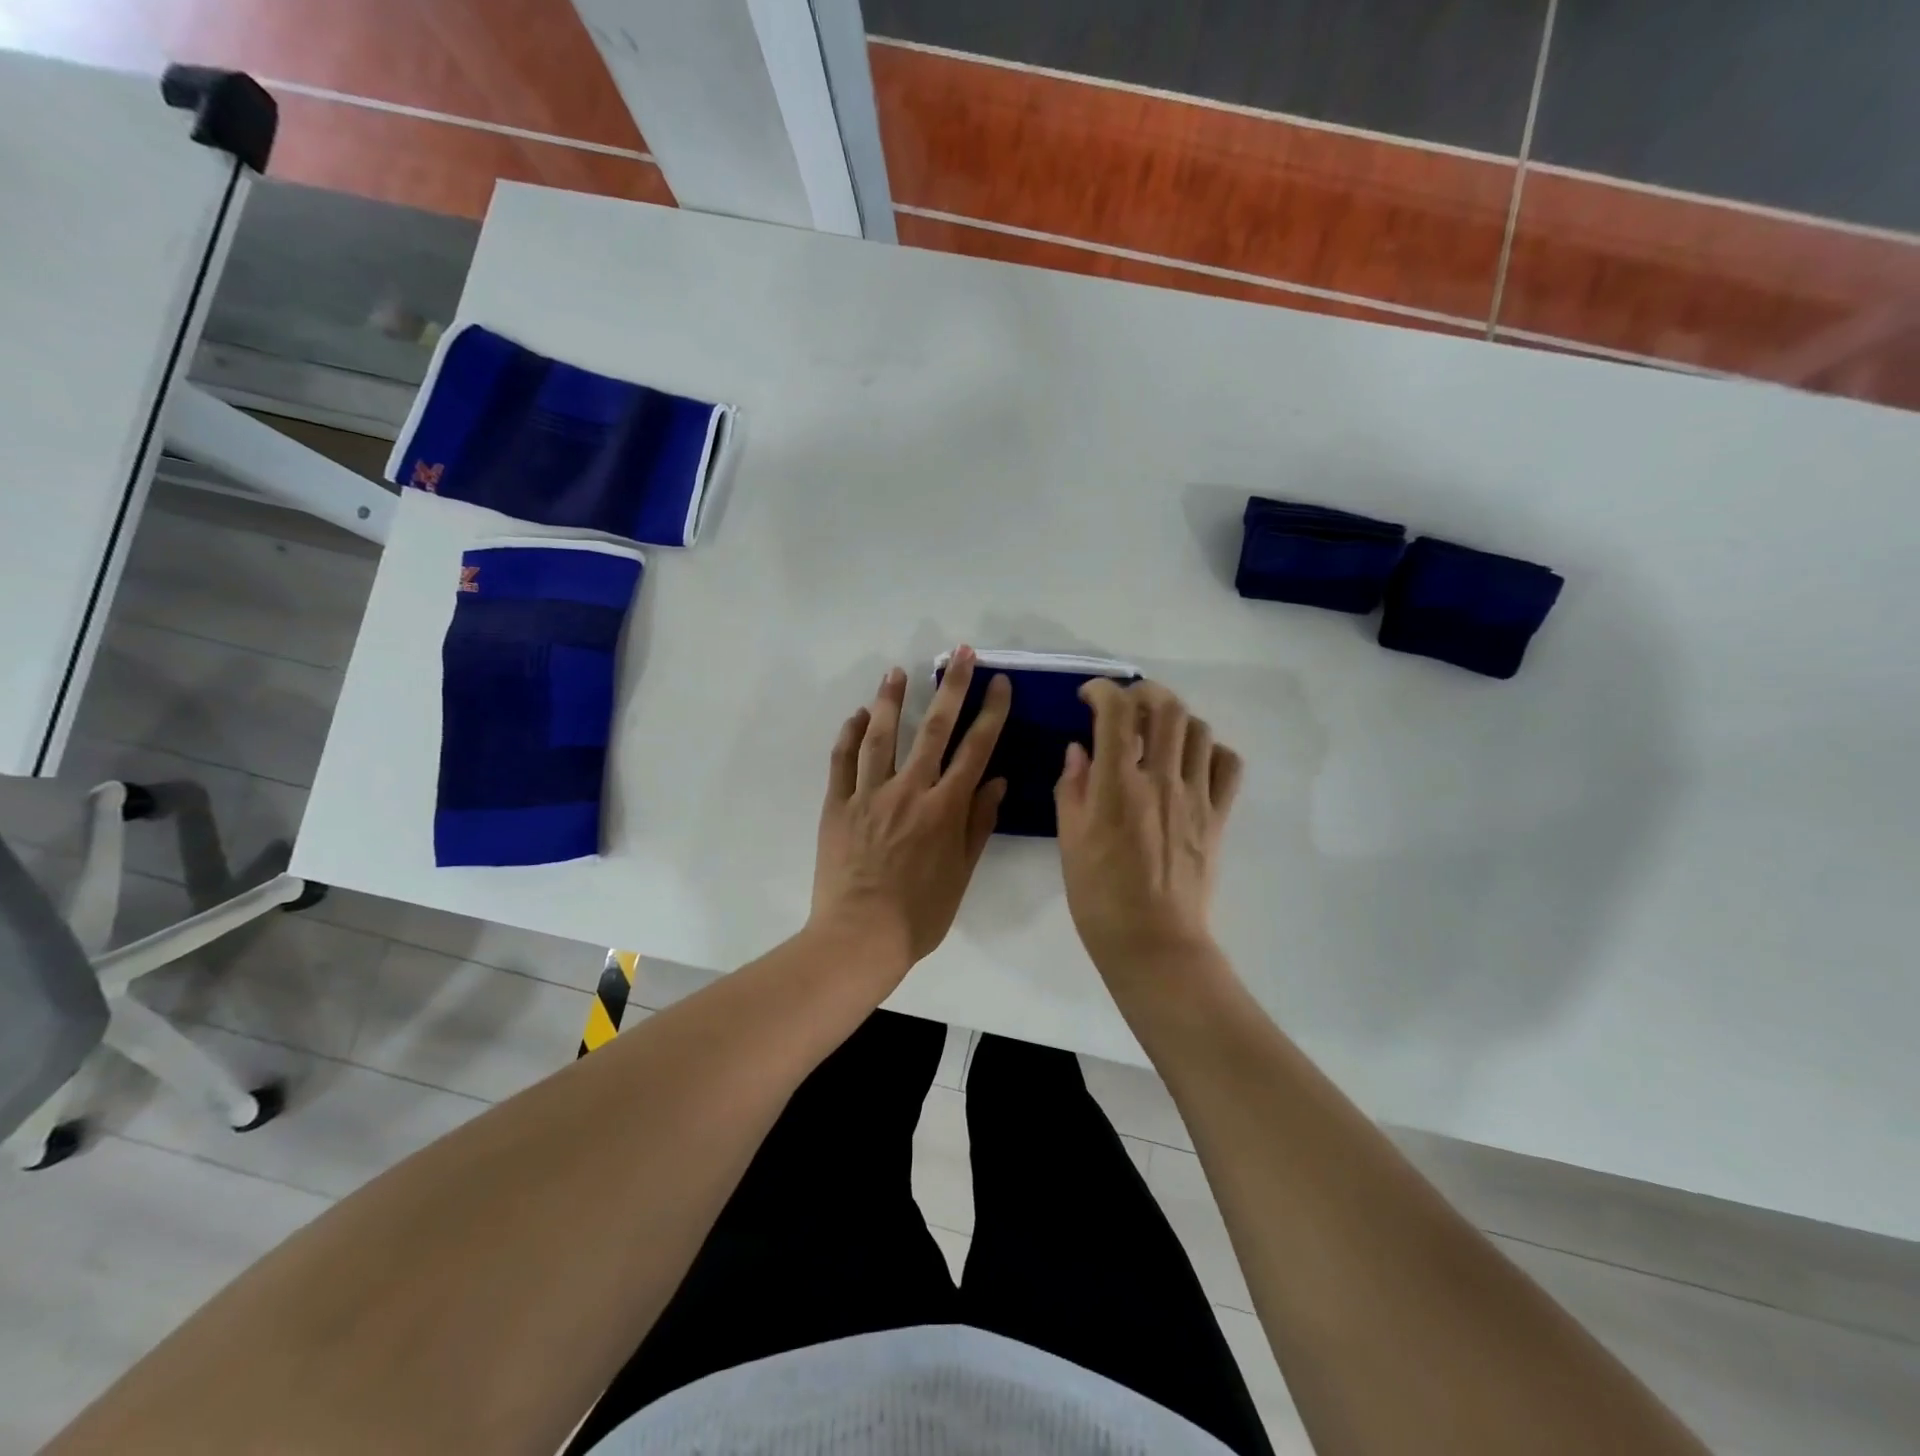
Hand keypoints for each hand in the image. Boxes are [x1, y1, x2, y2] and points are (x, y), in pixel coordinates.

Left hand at [812, 646, 1011, 972]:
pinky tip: (857, 715)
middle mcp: (909, 790)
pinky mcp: (838, 805)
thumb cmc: (920, 913)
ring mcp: (869, 795)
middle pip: (933, 729)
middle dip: (949, 687)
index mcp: (944, 808)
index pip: (975, 749)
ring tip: (897, 671)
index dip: (990, 713)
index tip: (999, 683)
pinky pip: (843, 762)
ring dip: (891, 700)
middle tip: (958, 653)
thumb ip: (978, 823)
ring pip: (881, 736)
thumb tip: (996, 781)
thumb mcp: (962, 873)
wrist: (860, 937)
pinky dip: (850, 735)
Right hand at [1055, 679, 1243, 980]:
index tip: (1088, 696)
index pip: (1116, 712)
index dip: (1102, 690)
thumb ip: (1073, 788)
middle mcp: (1161, 780)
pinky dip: (1210, 750)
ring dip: (1175, 719)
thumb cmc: (1100, 897)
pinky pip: (1227, 764)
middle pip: (1166, 708)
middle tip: (1126, 704)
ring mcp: (1196, 797)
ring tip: (1157, 733)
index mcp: (1117, 786)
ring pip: (1199, 729)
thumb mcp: (1069, 842)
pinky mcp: (1218, 816)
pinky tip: (1191, 762)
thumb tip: (1079, 750)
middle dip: (1144, 692)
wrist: (1154, 943)